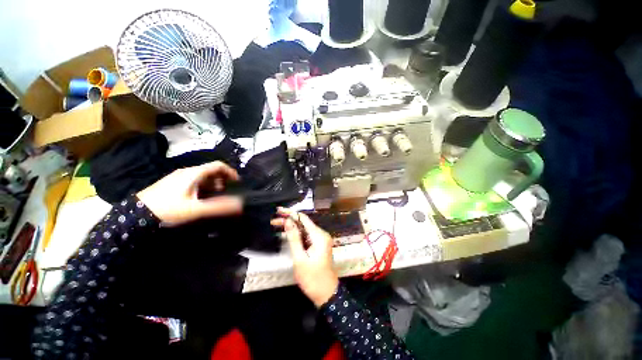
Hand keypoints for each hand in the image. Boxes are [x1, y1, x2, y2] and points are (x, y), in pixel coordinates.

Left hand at [137, 162, 242, 225]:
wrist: (135, 215)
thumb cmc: (167, 209)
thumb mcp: (196, 209)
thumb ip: (219, 207)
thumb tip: (240, 204)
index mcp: (194, 173)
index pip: (218, 165)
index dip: (230, 172)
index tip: (237, 183)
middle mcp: (187, 171)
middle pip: (211, 170)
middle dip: (222, 180)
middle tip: (225, 193)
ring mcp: (179, 177)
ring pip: (202, 176)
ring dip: (213, 184)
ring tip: (213, 197)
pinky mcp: (173, 183)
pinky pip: (194, 181)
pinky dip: (203, 187)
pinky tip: (199, 199)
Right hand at [272, 208, 338, 307]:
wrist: (326, 294)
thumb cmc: (312, 278)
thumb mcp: (300, 258)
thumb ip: (294, 238)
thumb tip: (289, 221)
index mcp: (319, 236)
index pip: (303, 218)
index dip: (290, 213)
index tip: (278, 210)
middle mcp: (321, 235)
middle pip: (303, 223)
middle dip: (289, 220)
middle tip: (273, 220)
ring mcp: (320, 240)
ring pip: (304, 229)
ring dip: (291, 227)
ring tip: (276, 225)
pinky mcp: (318, 245)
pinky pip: (306, 236)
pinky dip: (296, 235)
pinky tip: (286, 234)